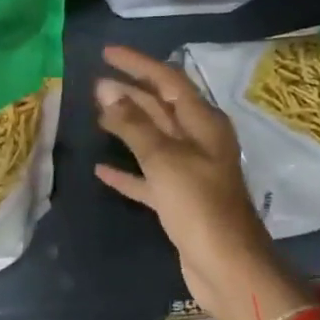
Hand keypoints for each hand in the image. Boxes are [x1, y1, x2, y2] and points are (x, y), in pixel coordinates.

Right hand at [92, 47, 304, 319]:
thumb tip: (108, 92)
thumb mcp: (165, 159)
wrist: (227, 266)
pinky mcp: (179, 201)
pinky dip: (127, 171)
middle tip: (93, 86)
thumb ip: (135, 125)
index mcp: (204, 124)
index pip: (168, 81)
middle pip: (161, 108)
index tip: (106, 53)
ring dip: (126, 128)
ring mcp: (189, 172)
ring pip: (153, 140)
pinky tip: (102, 169)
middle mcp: (199, 142)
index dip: (137, 64)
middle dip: (129, 94)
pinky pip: (148, 177)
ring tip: (95, 116)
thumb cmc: (199, 205)